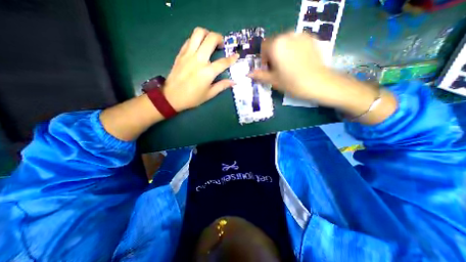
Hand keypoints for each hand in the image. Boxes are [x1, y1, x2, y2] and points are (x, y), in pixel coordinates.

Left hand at [162, 26, 237, 110]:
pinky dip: (196, 40)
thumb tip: (233, 82)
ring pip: (198, 33)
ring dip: (207, 34)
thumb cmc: (192, 98)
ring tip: (210, 41)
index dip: (232, 58)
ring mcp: (188, 54)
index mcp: (208, 72)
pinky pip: (189, 40)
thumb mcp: (209, 94)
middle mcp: (199, 59)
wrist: (172, 97)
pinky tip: (199, 47)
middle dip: (219, 38)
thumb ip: (222, 86)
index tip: (236, 55)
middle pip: (211, 39)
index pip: (223, 62)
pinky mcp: (181, 53)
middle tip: (221, 44)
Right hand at [251, 32, 353, 107]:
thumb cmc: (292, 83)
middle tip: (277, 69)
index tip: (268, 69)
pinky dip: (292, 50)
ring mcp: (300, 36)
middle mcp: (287, 35)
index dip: (263, 59)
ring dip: (282, 52)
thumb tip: (248, 74)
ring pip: (285, 42)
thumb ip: (260, 75)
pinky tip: (297, 62)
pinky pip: (296, 42)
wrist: (318, 83)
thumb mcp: (273, 80)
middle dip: (273, 55)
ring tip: (288, 66)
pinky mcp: (310, 39)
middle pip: (274, 43)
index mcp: (276, 45)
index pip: (264, 47)